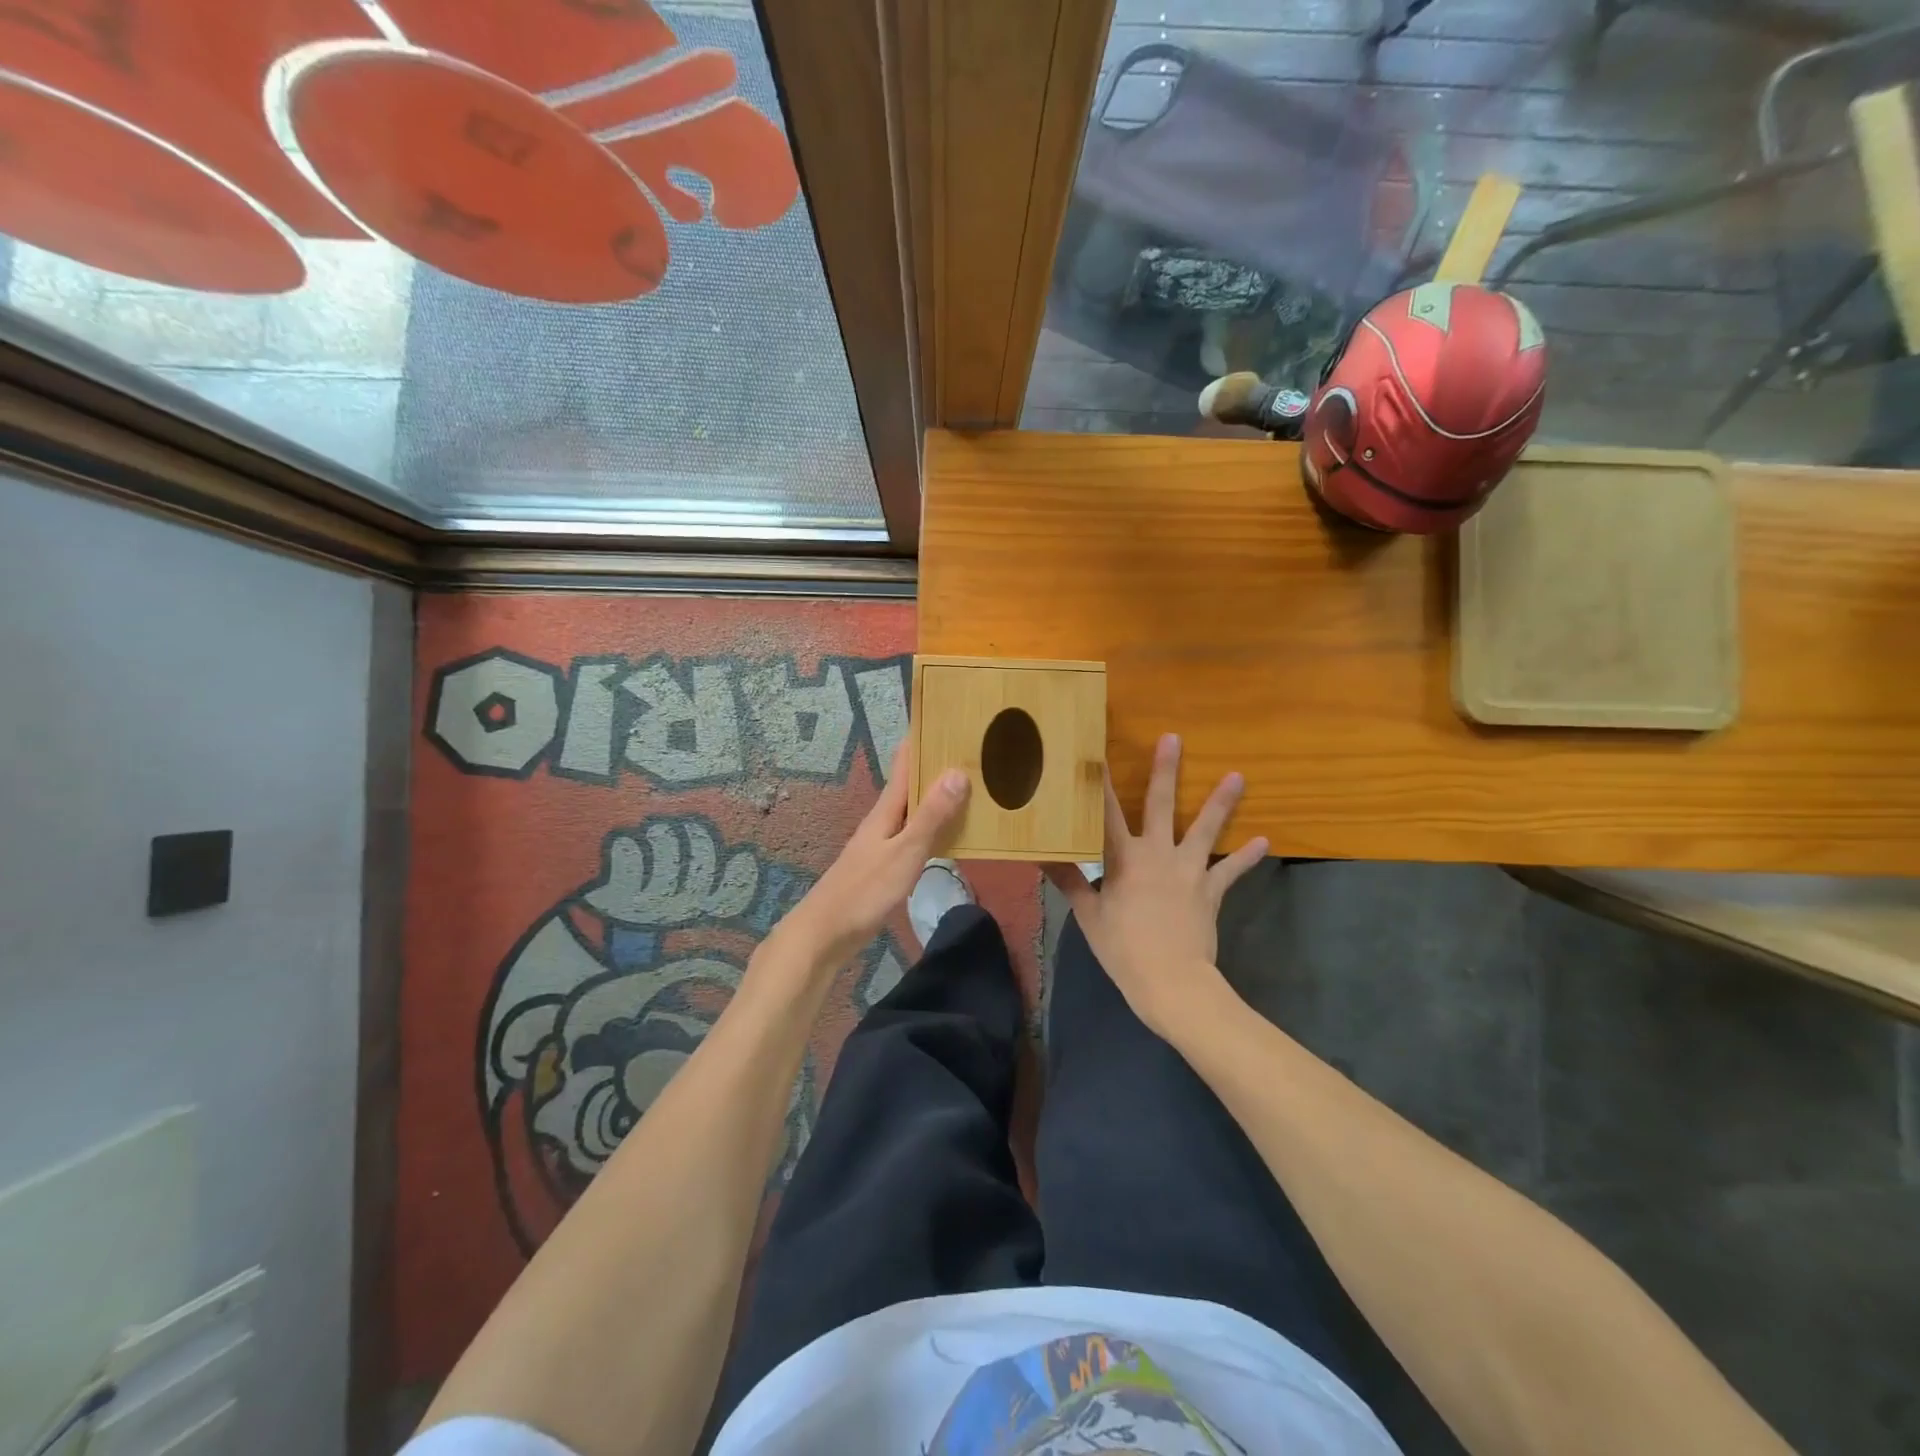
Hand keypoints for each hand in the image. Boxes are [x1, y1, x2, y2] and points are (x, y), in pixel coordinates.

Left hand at [777, 742, 969, 965]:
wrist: (826, 933)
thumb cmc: (865, 890)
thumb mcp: (904, 852)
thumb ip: (931, 817)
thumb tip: (956, 772)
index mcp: (887, 809)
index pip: (906, 761)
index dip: (924, 738)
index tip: (949, 716)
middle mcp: (884, 818)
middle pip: (912, 783)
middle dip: (939, 765)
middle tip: (975, 751)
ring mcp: (883, 842)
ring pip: (915, 809)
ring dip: (939, 796)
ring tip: (974, 786)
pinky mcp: (885, 864)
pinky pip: (916, 834)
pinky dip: (935, 826)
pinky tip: (952, 833)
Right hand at [1045, 733, 1267, 1041]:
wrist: (1172, 981)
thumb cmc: (1124, 949)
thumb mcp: (1089, 916)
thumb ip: (1069, 881)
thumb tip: (1041, 856)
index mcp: (1123, 858)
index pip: (1107, 813)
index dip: (1102, 782)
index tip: (1098, 752)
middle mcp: (1157, 853)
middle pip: (1162, 805)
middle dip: (1166, 771)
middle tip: (1173, 738)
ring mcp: (1188, 870)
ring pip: (1205, 828)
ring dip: (1221, 802)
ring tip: (1237, 776)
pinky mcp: (1210, 890)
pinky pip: (1230, 870)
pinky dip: (1246, 857)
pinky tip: (1264, 841)